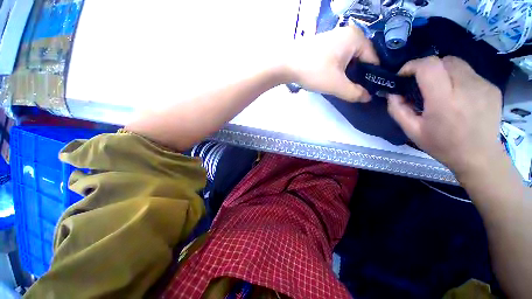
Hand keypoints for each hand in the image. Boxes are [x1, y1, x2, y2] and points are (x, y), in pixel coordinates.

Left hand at [285, 26, 378, 101]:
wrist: (286, 65)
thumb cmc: (314, 72)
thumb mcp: (336, 85)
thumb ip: (354, 93)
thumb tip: (367, 98)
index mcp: (356, 38)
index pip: (373, 60)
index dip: (372, 77)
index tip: (368, 91)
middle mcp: (348, 33)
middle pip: (361, 59)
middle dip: (358, 76)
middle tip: (353, 90)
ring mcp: (335, 37)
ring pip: (349, 59)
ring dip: (347, 74)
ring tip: (342, 86)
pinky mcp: (324, 44)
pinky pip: (338, 57)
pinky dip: (338, 69)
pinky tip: (332, 78)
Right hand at [387, 56, 503, 176]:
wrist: (479, 156)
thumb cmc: (442, 145)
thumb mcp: (412, 131)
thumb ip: (398, 110)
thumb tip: (392, 94)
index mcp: (444, 101)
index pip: (429, 66)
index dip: (413, 65)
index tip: (404, 75)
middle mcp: (466, 88)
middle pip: (444, 60)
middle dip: (428, 67)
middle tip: (421, 83)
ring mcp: (483, 86)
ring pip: (458, 64)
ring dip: (444, 72)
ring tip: (440, 89)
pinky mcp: (492, 88)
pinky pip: (470, 73)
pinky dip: (458, 79)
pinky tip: (457, 95)